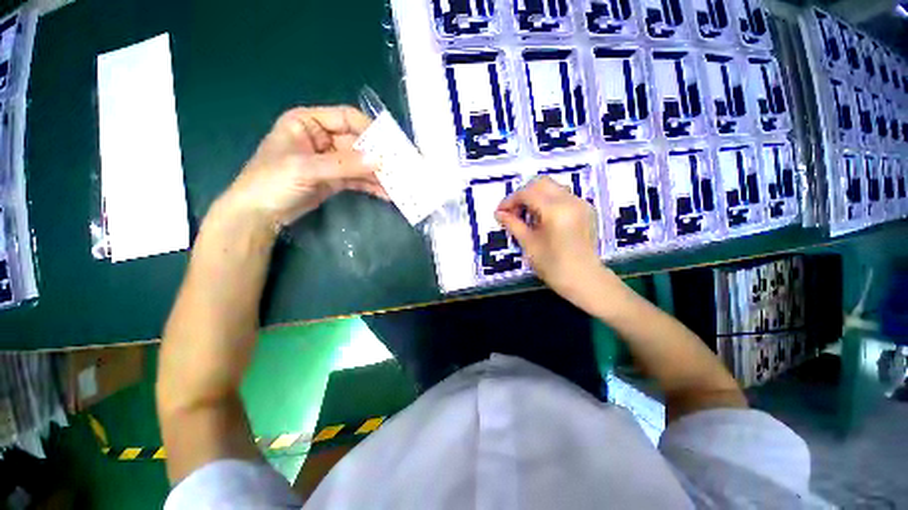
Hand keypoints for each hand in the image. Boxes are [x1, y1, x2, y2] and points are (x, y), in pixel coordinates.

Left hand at [218, 106, 388, 229]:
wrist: (259, 214)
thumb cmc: (271, 182)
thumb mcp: (305, 169)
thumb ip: (343, 164)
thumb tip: (379, 160)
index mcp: (309, 122)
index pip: (347, 118)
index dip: (370, 129)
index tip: (392, 145)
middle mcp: (323, 138)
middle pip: (358, 143)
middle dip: (379, 157)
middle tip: (400, 169)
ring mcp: (331, 161)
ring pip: (361, 163)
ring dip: (379, 174)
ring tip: (398, 184)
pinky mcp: (335, 180)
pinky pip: (358, 179)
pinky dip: (372, 186)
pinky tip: (387, 193)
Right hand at [496, 177, 611, 299]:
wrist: (585, 280)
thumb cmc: (553, 266)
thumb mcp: (529, 244)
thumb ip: (513, 224)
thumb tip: (498, 213)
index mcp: (555, 210)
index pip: (527, 194)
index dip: (509, 201)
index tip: (500, 213)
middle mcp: (570, 200)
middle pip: (540, 184)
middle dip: (523, 195)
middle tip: (512, 212)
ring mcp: (580, 203)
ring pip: (552, 188)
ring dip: (535, 197)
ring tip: (526, 216)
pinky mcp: (585, 210)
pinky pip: (562, 196)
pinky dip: (548, 201)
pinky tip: (542, 218)